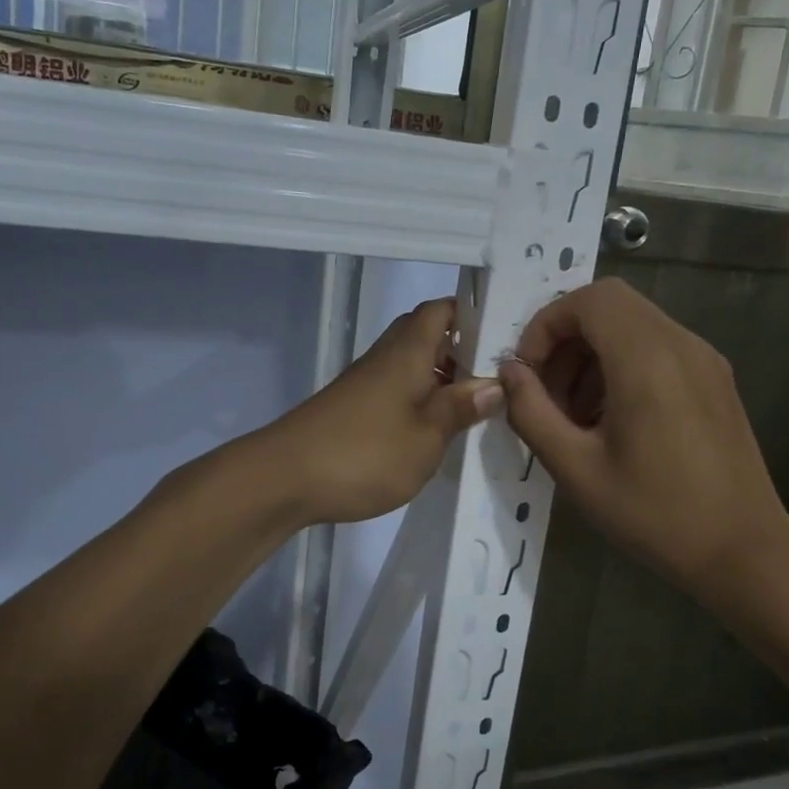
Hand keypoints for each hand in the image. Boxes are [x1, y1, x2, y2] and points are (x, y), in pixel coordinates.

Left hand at [265, 298, 502, 525]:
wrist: (284, 479)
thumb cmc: (364, 453)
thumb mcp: (426, 437)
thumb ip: (459, 408)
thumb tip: (494, 383)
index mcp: (408, 352)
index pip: (441, 310)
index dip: (472, 314)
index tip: (505, 335)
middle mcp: (386, 358)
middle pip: (426, 335)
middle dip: (462, 351)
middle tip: (497, 379)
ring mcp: (366, 384)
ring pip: (412, 366)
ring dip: (442, 380)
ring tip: (476, 409)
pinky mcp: (353, 409)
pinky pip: (396, 392)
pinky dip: (420, 402)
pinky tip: (435, 432)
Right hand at [498, 278, 788, 593]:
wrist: (744, 552)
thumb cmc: (655, 514)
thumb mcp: (576, 469)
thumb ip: (532, 413)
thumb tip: (510, 374)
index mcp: (647, 360)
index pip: (589, 299)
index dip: (547, 324)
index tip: (529, 373)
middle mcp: (681, 345)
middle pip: (610, 305)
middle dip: (566, 338)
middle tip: (547, 393)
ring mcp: (705, 360)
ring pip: (634, 324)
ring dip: (592, 354)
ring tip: (575, 414)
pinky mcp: (716, 380)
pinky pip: (658, 348)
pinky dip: (622, 365)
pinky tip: (612, 420)